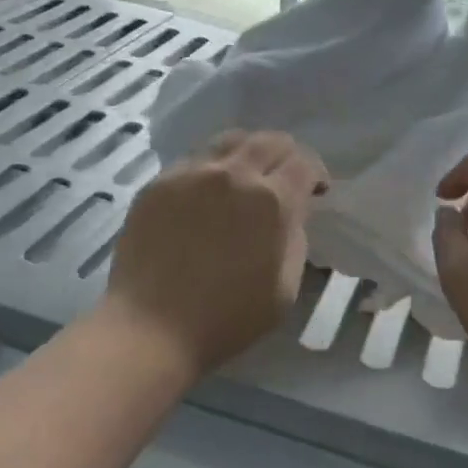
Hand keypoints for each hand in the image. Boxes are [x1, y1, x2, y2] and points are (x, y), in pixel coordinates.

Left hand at [104, 131, 328, 378]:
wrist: (151, 328)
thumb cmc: (227, 318)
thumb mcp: (285, 288)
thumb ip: (295, 238)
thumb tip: (292, 212)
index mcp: (271, 200)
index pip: (304, 162)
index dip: (316, 174)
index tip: (315, 191)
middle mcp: (233, 174)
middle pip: (269, 140)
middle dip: (286, 156)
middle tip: (284, 178)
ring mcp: (192, 172)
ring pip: (230, 140)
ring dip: (249, 152)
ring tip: (246, 176)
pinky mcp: (160, 181)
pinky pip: (195, 158)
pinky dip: (213, 167)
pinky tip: (208, 192)